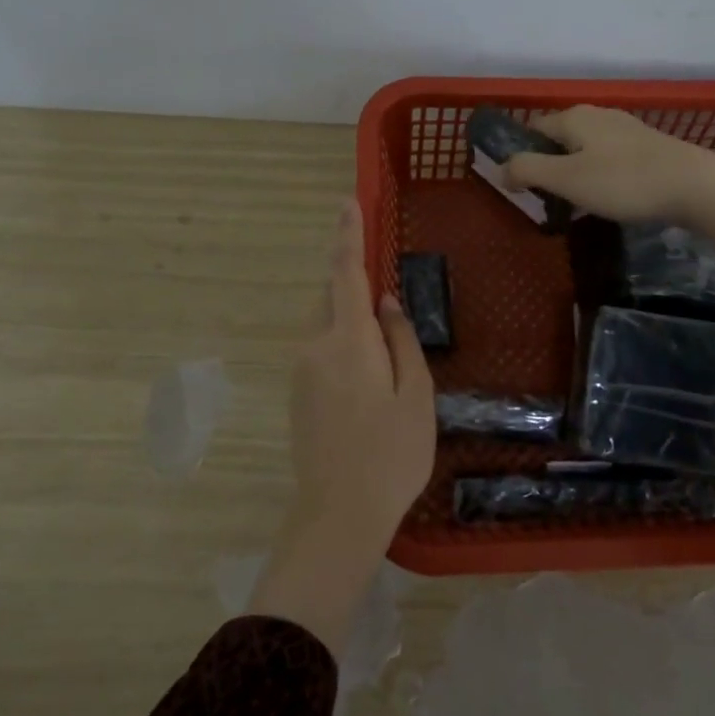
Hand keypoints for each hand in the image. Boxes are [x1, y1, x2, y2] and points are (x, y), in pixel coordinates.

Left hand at [249, 199, 434, 657]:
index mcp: (348, 340)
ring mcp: (302, 371)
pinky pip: (321, 349)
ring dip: (349, 317)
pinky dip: (343, 342)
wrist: (338, 514)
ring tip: (384, 345)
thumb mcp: (415, 394)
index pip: (345, 273)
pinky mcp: (298, 394)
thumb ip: (401, 339)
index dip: (348, 234)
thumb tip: (385, 300)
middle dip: (353, 282)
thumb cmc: (391, 454)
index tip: (348, 201)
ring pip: (326, 324)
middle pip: (332, 297)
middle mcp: (315, 346)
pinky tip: (367, 375)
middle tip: (385, 297)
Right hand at [504, 105, 714, 312]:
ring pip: (585, 149)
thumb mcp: (566, 179)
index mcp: (575, 117)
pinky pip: (609, 159)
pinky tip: (608, 199)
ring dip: (574, 174)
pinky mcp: (648, 147)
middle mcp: (599, 115)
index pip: (533, 129)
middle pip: (559, 139)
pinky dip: (599, 176)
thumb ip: (527, 170)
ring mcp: (626, 129)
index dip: (521, 156)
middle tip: (547, 200)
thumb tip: (501, 170)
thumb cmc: (624, 182)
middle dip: (548, 166)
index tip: (520, 189)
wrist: (696, 186)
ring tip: (575, 204)